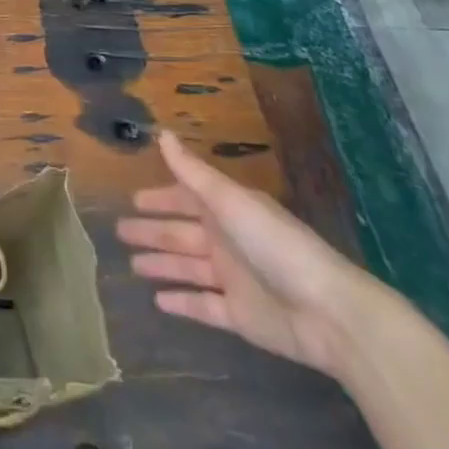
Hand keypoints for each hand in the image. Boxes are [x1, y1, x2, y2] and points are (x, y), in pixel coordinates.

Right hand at [116, 131, 374, 377]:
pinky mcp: (239, 315)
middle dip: (152, 230)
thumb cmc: (276, 246)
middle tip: (119, 231)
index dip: (161, 198)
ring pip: (187, 268)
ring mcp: (233, 280)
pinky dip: (183, 302)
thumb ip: (192, 171)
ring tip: (131, 265)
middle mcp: (227, 241)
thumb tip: (161, 133)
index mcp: (228, 210)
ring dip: (161, 265)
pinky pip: (203, 306)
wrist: (328, 313)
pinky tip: (158, 302)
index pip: (186, 198)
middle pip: (181, 233)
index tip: (133, 199)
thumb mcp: (230, 201)